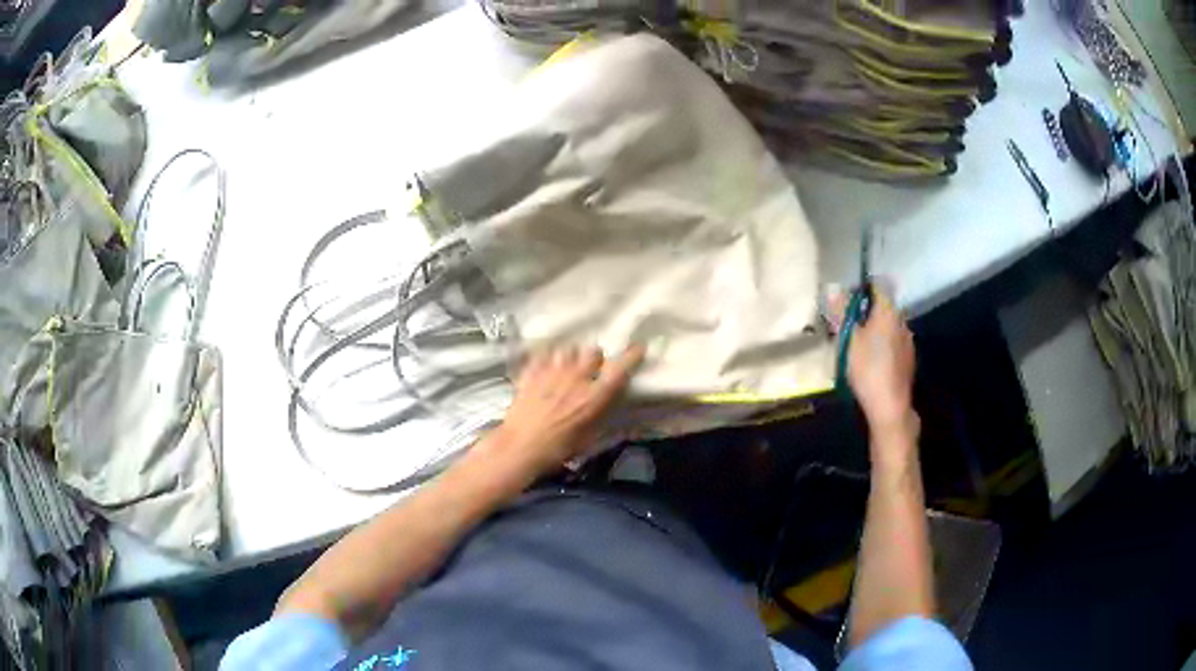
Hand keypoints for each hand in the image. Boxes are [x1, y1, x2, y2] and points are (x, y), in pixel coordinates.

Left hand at [493, 345, 644, 473]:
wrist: (519, 447)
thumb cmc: (558, 450)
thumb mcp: (589, 439)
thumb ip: (601, 415)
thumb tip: (610, 401)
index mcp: (594, 396)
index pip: (620, 369)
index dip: (632, 356)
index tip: (638, 348)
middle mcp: (576, 378)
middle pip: (593, 351)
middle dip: (596, 358)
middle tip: (591, 369)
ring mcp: (552, 371)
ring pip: (569, 349)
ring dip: (572, 356)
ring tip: (566, 366)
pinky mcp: (532, 371)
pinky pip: (544, 353)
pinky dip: (548, 358)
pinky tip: (545, 367)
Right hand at [832, 286, 917, 442]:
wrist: (890, 406)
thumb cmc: (868, 369)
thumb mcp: (849, 339)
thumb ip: (841, 312)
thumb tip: (832, 287)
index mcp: (889, 312)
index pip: (879, 286)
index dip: (863, 289)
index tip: (848, 301)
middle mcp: (902, 321)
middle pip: (885, 307)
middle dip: (868, 312)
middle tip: (848, 326)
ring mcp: (908, 342)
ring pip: (890, 326)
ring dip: (876, 330)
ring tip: (858, 346)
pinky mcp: (908, 360)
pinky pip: (894, 343)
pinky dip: (883, 346)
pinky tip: (872, 363)